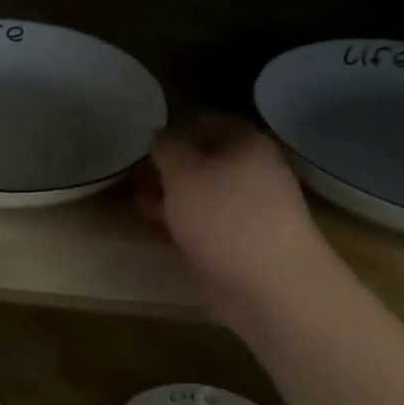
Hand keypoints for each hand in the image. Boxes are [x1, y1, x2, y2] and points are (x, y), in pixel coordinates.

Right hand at [142, 117, 325, 301]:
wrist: (269, 285)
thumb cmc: (224, 217)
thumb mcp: (183, 173)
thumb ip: (167, 148)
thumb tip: (161, 136)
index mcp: (246, 143)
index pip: (208, 120)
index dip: (175, 125)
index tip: (144, 138)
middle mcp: (252, 170)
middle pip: (205, 157)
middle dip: (170, 163)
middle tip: (134, 171)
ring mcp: (249, 208)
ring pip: (203, 191)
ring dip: (172, 193)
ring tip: (137, 199)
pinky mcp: (241, 240)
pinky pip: (205, 220)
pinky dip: (181, 220)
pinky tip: (158, 226)